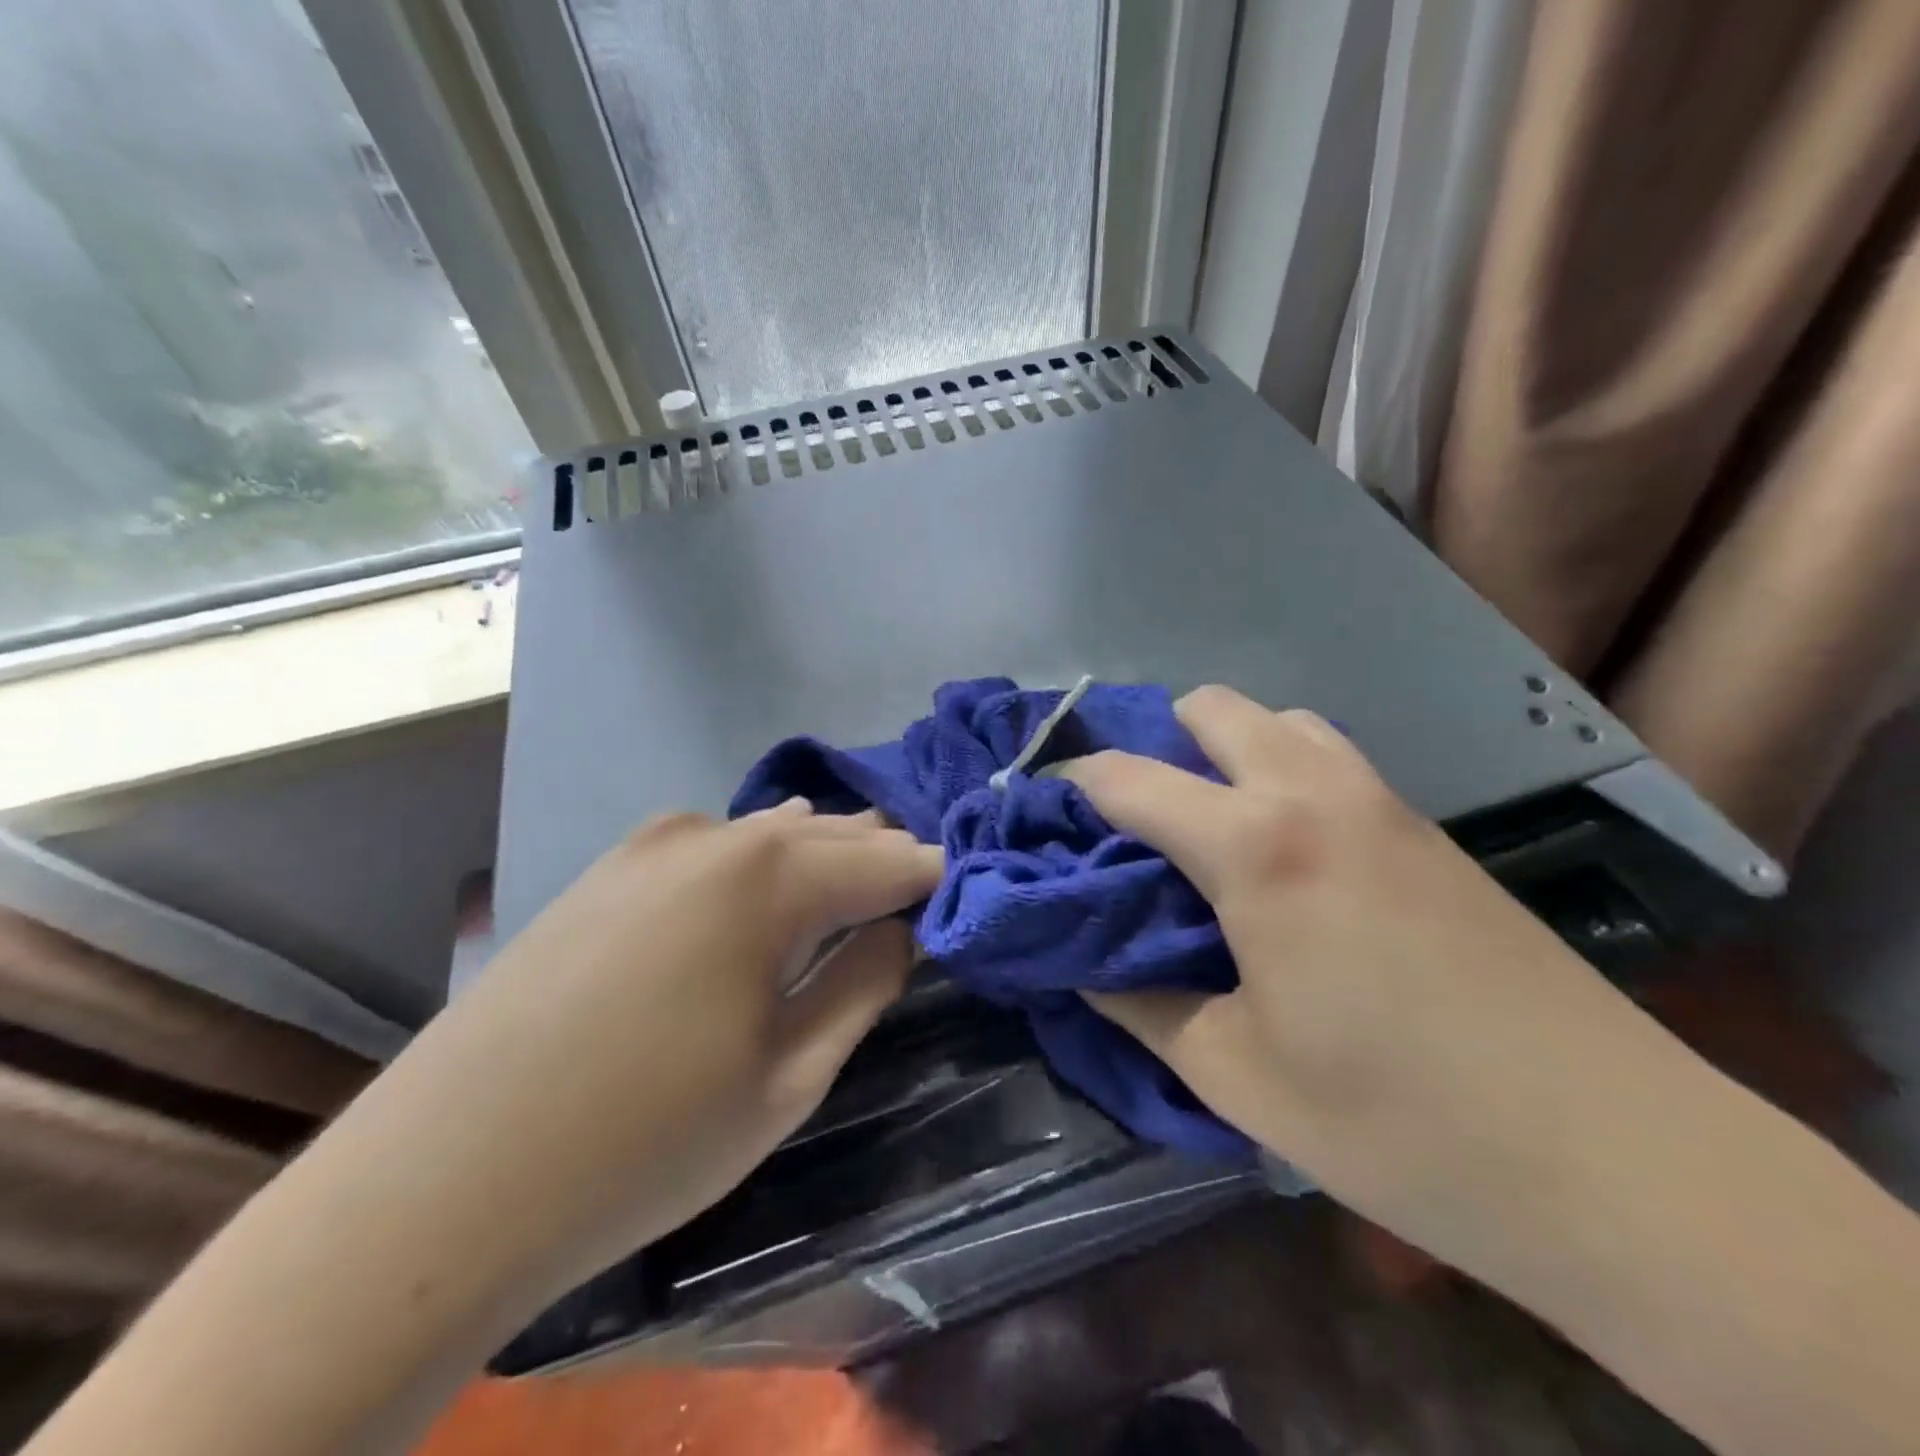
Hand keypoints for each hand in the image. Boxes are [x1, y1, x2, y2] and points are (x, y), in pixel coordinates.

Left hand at [382, 799, 940, 1290]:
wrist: (443, 1180)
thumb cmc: (646, 1139)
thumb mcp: (789, 1077)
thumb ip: (863, 984)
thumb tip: (900, 929)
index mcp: (773, 876)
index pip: (890, 861)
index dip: (937, 878)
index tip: (970, 896)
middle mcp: (718, 836)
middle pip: (833, 834)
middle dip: (885, 858)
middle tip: (926, 889)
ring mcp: (654, 844)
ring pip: (773, 833)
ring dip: (825, 853)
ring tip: (864, 874)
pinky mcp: (610, 868)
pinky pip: (715, 846)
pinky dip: (761, 857)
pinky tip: (769, 874)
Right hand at [1063, 686, 1682, 1271]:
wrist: (1618, 1161)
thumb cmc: (1397, 1122)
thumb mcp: (1231, 1073)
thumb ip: (1135, 1003)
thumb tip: (1078, 962)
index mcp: (1255, 846)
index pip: (1128, 778)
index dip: (1069, 786)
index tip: (1039, 813)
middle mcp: (1314, 792)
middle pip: (1210, 709)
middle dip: (1153, 747)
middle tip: (1131, 826)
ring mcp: (1383, 801)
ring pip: (1280, 722)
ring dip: (1226, 753)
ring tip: (1208, 830)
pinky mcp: (1428, 829)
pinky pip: (1330, 760)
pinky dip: (1282, 774)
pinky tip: (1288, 856)